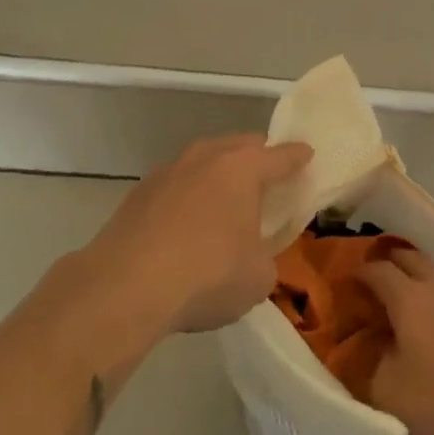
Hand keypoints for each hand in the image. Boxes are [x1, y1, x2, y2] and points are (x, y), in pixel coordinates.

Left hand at [83, 134, 312, 335]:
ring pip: (203, 162)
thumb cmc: (207, 275)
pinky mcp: (138, 194)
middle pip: (239, 147)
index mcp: (242, 168)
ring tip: (226, 202)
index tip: (308, 155)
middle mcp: (205, 158)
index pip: (281, 156)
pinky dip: (189, 197)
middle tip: (268, 180)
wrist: (125, 287)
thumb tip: (251, 255)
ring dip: (218, 176)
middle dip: (257, 158)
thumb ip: (265, 257)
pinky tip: (188, 224)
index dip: (298, 157)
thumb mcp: (259, 277)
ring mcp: (167, 172)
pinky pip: (176, 185)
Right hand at [361, 248, 433, 434]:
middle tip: (379, 276)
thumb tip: (363, 350)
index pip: (378, 270)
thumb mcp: (389, 393)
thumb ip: (368, 367)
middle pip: (411, 257)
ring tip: (420, 292)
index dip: (360, 272)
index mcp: (409, 298)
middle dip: (391, 262)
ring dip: (427, 274)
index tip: (349, 280)